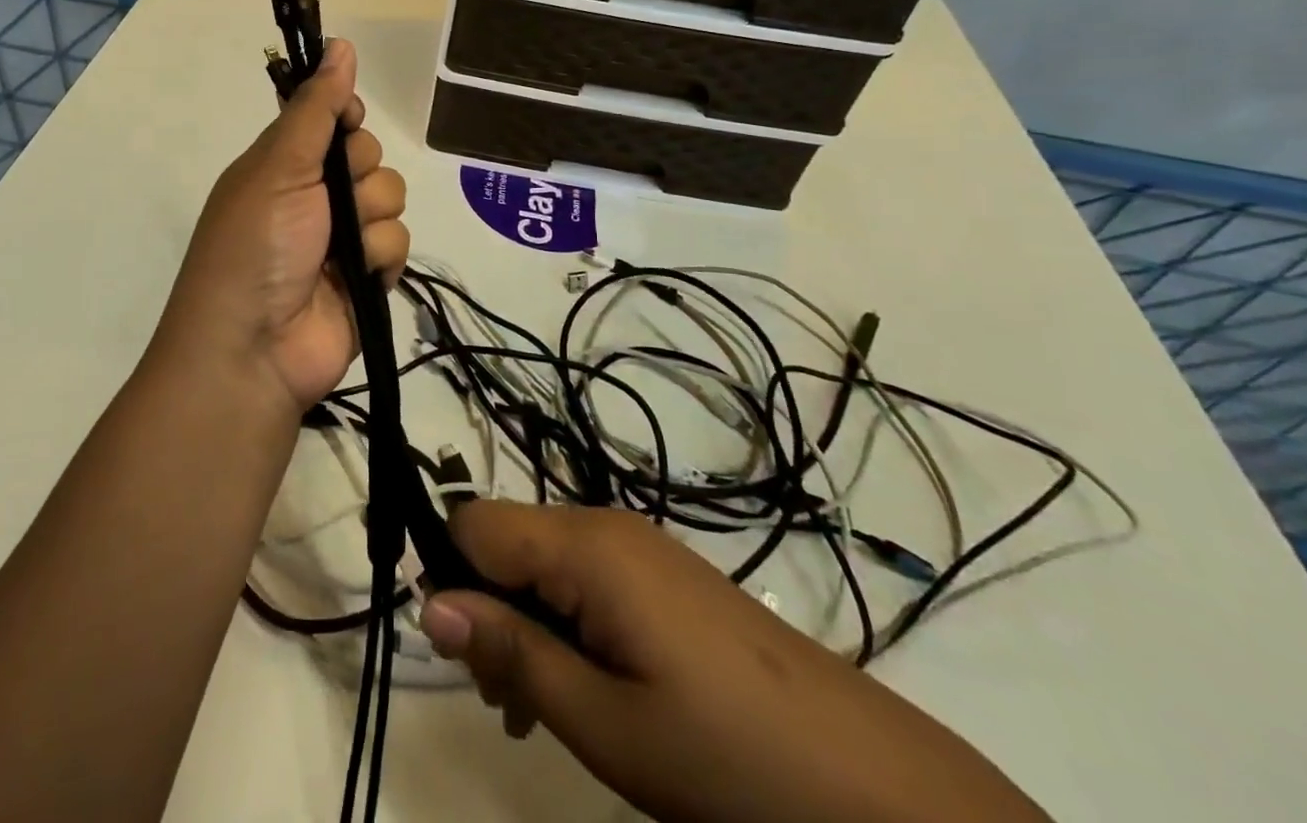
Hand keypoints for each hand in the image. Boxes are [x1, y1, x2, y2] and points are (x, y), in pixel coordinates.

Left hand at [158, 38, 409, 415]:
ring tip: (339, 248)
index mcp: (285, 163)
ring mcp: (343, 237)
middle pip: (369, 155)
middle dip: (358, 173)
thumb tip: (340, 44)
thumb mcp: (279, 167)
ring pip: (390, 198)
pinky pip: (398, 244)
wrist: (254, 349)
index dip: (346, 116)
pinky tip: (356, 276)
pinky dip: (380, 258)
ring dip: (370, 219)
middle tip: (329, 199)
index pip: (332, 118)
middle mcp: (315, 195)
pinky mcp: (367, 275)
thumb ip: (315, 109)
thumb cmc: (256, 244)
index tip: (348, 121)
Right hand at [418, 502, 1049, 822]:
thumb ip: (512, 654)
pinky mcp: (665, 574)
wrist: (876, 785)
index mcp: (585, 544)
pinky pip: (586, 577)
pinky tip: (593, 691)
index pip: (474, 522)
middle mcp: (606, 524)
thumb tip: (429, 604)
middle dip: (489, 608)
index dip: (451, 578)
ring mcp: (641, 546)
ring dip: (526, 622)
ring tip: (545, 709)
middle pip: (508, 539)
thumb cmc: (726, 755)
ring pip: (544, 560)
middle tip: (510, 702)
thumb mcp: (605, 723)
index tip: (468, 658)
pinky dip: (567, 623)